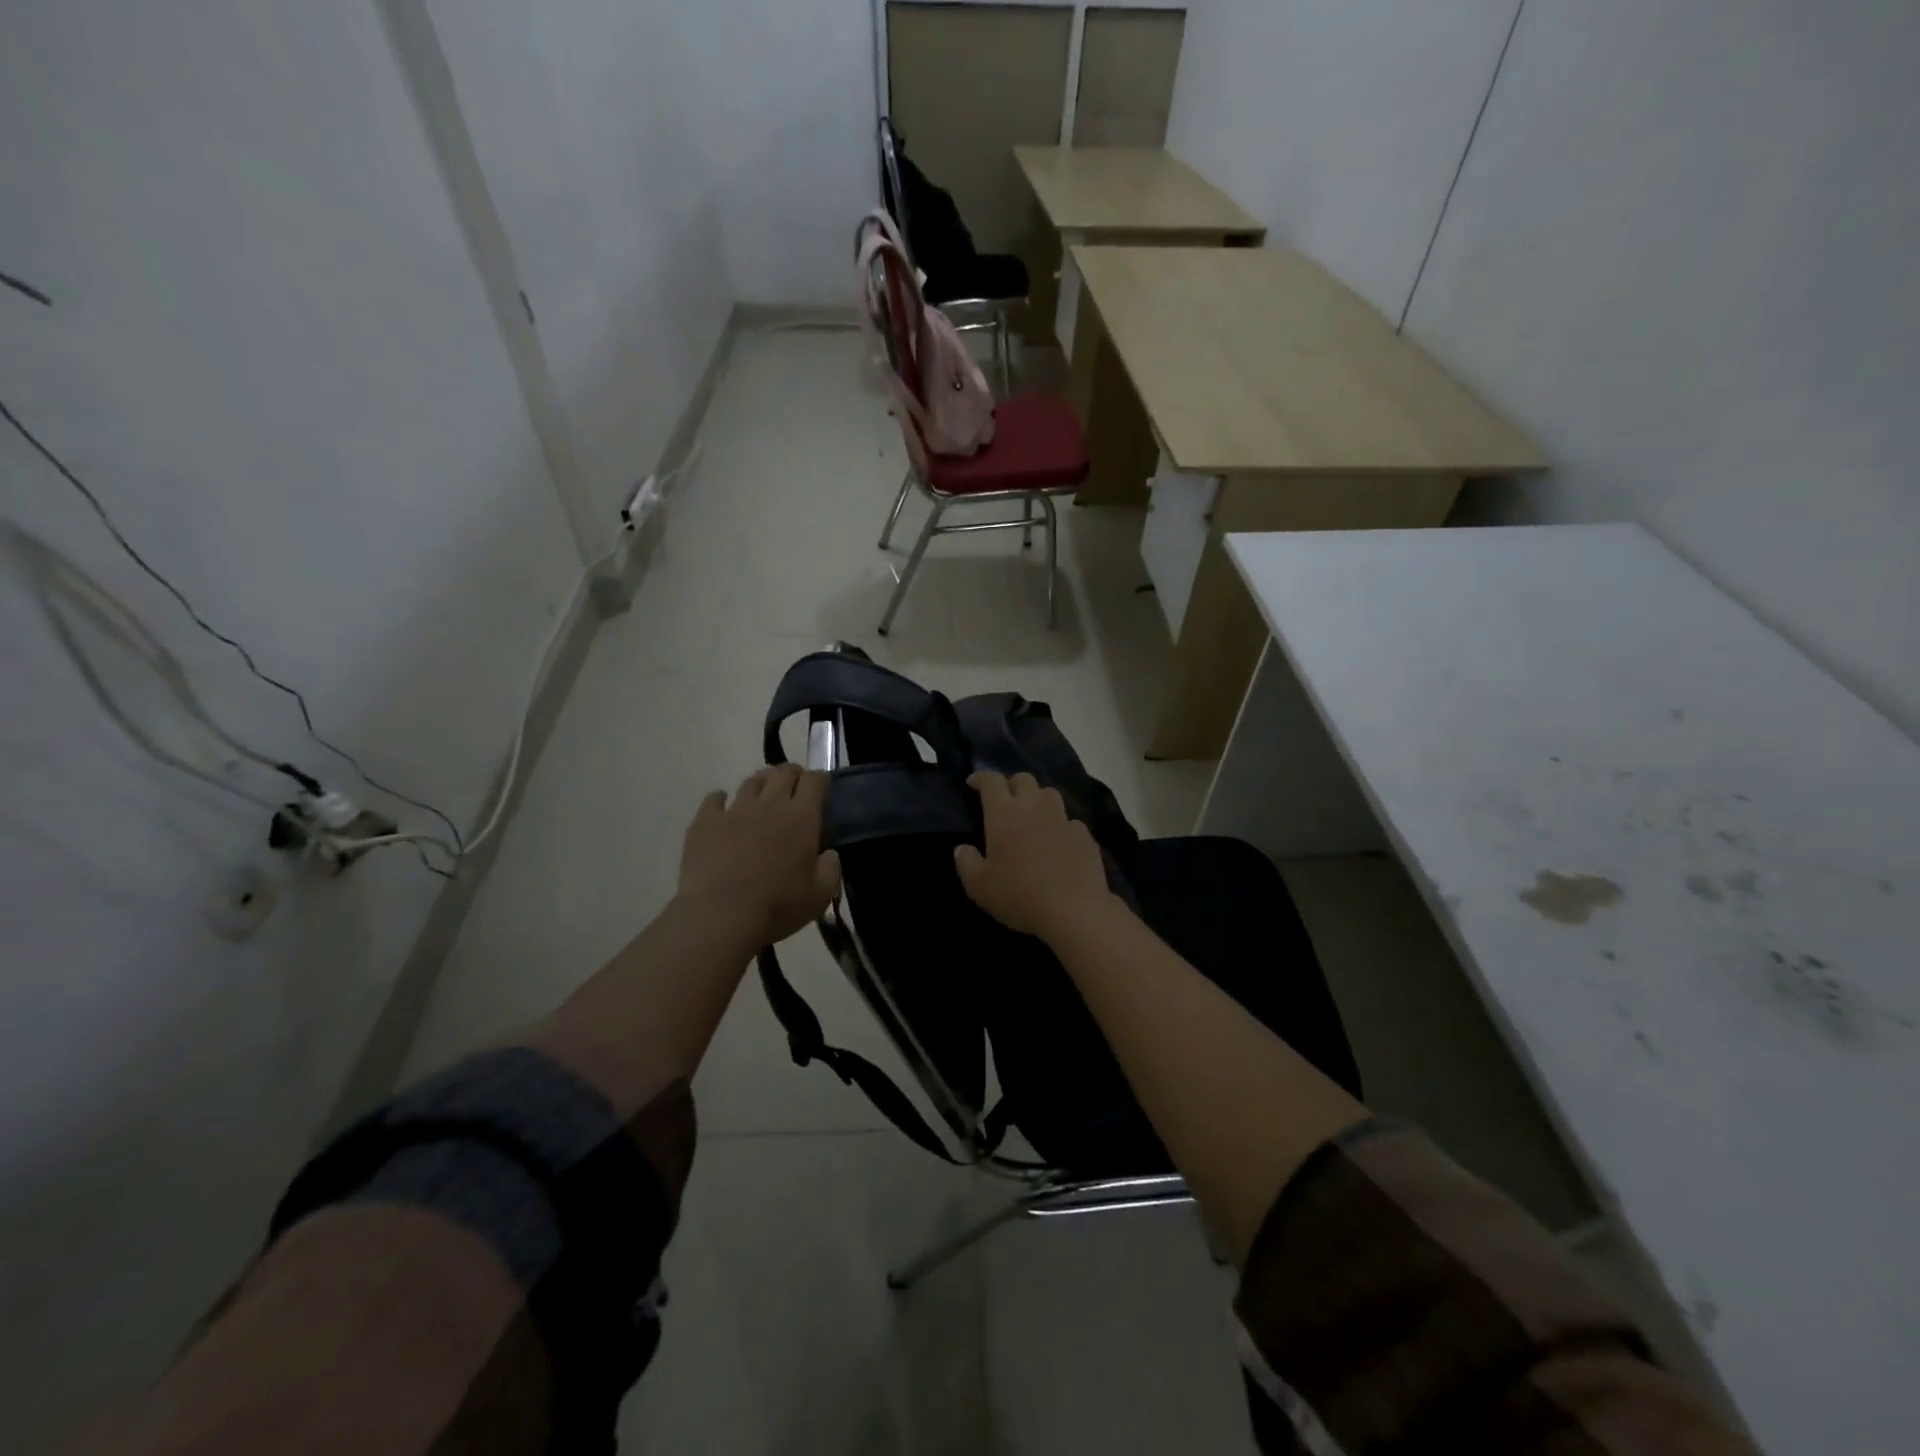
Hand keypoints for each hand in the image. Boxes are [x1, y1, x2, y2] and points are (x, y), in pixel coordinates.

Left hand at [677, 766, 841, 946]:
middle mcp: (770, 804)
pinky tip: (722, 806)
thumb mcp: (820, 895)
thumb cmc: (777, 906)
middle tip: (795, 788)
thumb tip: (829, 854)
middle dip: (793, 774)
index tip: (821, 789)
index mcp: (802, 818)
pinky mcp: (705, 822)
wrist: (721, 915)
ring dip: (762, 782)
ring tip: (763, 794)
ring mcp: (735, 810)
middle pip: (783, 772)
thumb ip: (831, 869)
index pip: (815, 781)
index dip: (820, 780)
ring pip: (751, 782)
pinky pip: (714, 799)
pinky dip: (721, 799)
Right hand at [954, 772, 1119, 943]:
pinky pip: (1070, 821)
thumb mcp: (979, 886)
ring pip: (1049, 793)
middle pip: (1023, 779)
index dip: (981, 778)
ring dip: (1038, 799)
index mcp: (1004, 814)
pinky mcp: (1084, 835)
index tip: (973, 783)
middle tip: (1005, 801)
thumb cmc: (1019, 895)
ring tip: (1033, 816)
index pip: (991, 781)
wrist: (1073, 910)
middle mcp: (1034, 807)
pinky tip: (1059, 843)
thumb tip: (962, 849)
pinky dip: (1061, 826)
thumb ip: (966, 863)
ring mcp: (1062, 819)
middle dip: (1011, 784)